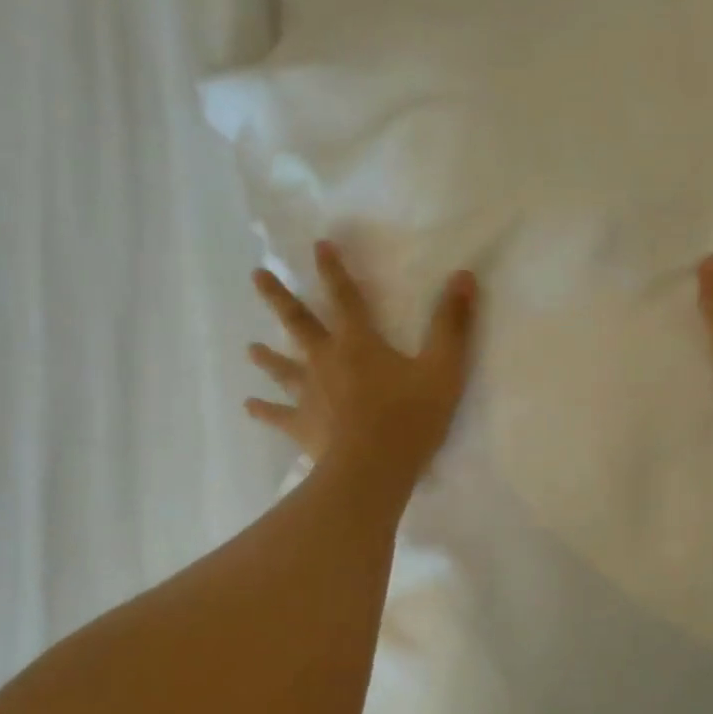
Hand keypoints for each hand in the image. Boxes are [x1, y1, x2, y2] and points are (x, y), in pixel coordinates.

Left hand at [247, 242, 478, 488]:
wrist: (373, 468)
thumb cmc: (410, 417)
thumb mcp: (443, 368)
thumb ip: (452, 323)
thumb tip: (463, 276)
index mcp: (359, 343)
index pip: (345, 297)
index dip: (333, 270)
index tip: (318, 245)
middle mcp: (326, 360)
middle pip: (298, 323)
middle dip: (279, 297)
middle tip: (257, 276)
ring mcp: (309, 394)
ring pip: (282, 368)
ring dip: (266, 356)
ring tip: (249, 348)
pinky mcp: (302, 425)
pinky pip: (278, 415)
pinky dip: (263, 410)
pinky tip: (249, 406)